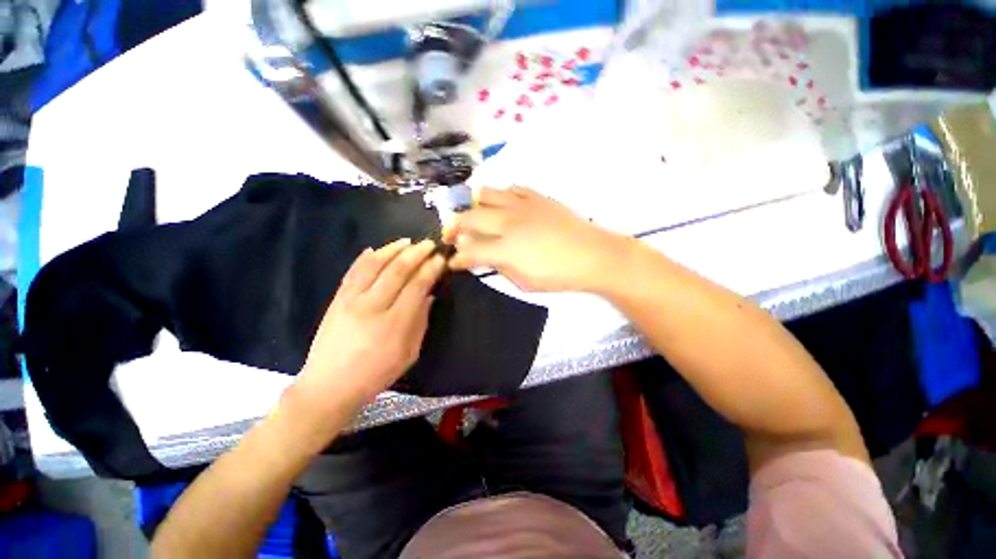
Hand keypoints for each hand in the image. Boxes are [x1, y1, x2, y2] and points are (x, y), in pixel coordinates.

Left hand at [294, 239, 445, 416]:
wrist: (329, 386)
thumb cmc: (375, 374)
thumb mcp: (409, 354)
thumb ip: (420, 322)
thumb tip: (428, 296)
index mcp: (395, 323)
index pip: (417, 286)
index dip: (431, 270)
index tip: (440, 259)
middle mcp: (372, 306)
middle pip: (398, 271)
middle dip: (416, 254)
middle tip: (429, 244)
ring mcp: (351, 300)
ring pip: (374, 266)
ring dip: (392, 250)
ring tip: (407, 242)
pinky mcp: (337, 300)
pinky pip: (352, 272)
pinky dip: (364, 258)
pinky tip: (374, 249)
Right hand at [445, 186, 627, 292]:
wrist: (592, 254)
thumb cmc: (559, 275)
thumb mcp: (524, 282)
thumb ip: (500, 268)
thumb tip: (486, 257)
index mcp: (505, 249)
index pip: (470, 251)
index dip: (457, 257)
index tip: (452, 260)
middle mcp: (508, 222)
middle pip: (469, 217)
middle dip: (454, 227)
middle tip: (452, 235)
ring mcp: (522, 205)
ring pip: (486, 194)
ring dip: (474, 206)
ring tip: (476, 216)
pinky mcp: (536, 197)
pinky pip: (511, 189)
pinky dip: (501, 197)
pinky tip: (504, 207)